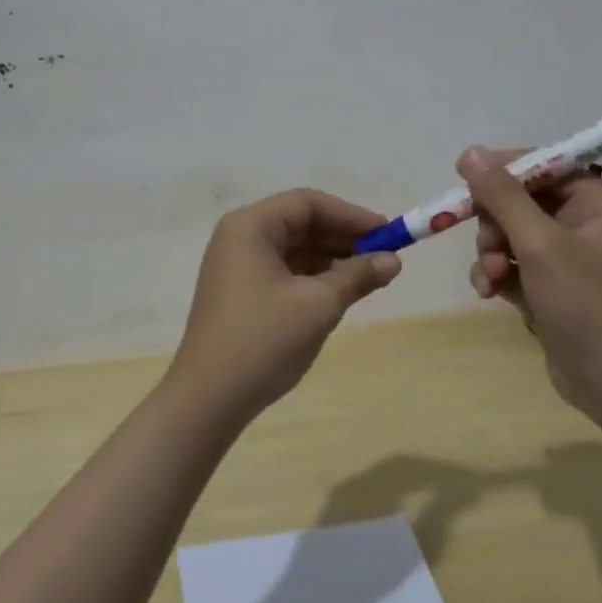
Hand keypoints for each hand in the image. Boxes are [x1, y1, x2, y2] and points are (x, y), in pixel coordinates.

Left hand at [168, 189, 402, 424]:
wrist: (208, 399)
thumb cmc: (263, 341)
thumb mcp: (318, 306)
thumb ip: (357, 276)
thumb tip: (393, 260)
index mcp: (250, 226)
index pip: (307, 203)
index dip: (350, 216)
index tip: (387, 233)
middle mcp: (240, 237)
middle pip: (300, 223)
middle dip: (342, 238)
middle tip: (383, 257)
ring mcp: (237, 265)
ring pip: (293, 248)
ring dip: (331, 259)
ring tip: (368, 277)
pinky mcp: (240, 292)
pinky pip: (283, 270)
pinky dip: (313, 277)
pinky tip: (339, 293)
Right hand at [458, 147, 601, 424]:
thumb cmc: (586, 304)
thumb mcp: (540, 244)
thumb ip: (503, 196)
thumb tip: (471, 152)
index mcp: (595, 204)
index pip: (544, 166)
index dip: (504, 168)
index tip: (464, 176)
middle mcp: (583, 225)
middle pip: (520, 201)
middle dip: (495, 223)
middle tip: (488, 244)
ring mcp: (567, 260)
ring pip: (510, 235)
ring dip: (491, 252)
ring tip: (491, 279)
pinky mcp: (551, 289)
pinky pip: (513, 265)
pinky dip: (497, 275)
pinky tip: (489, 293)